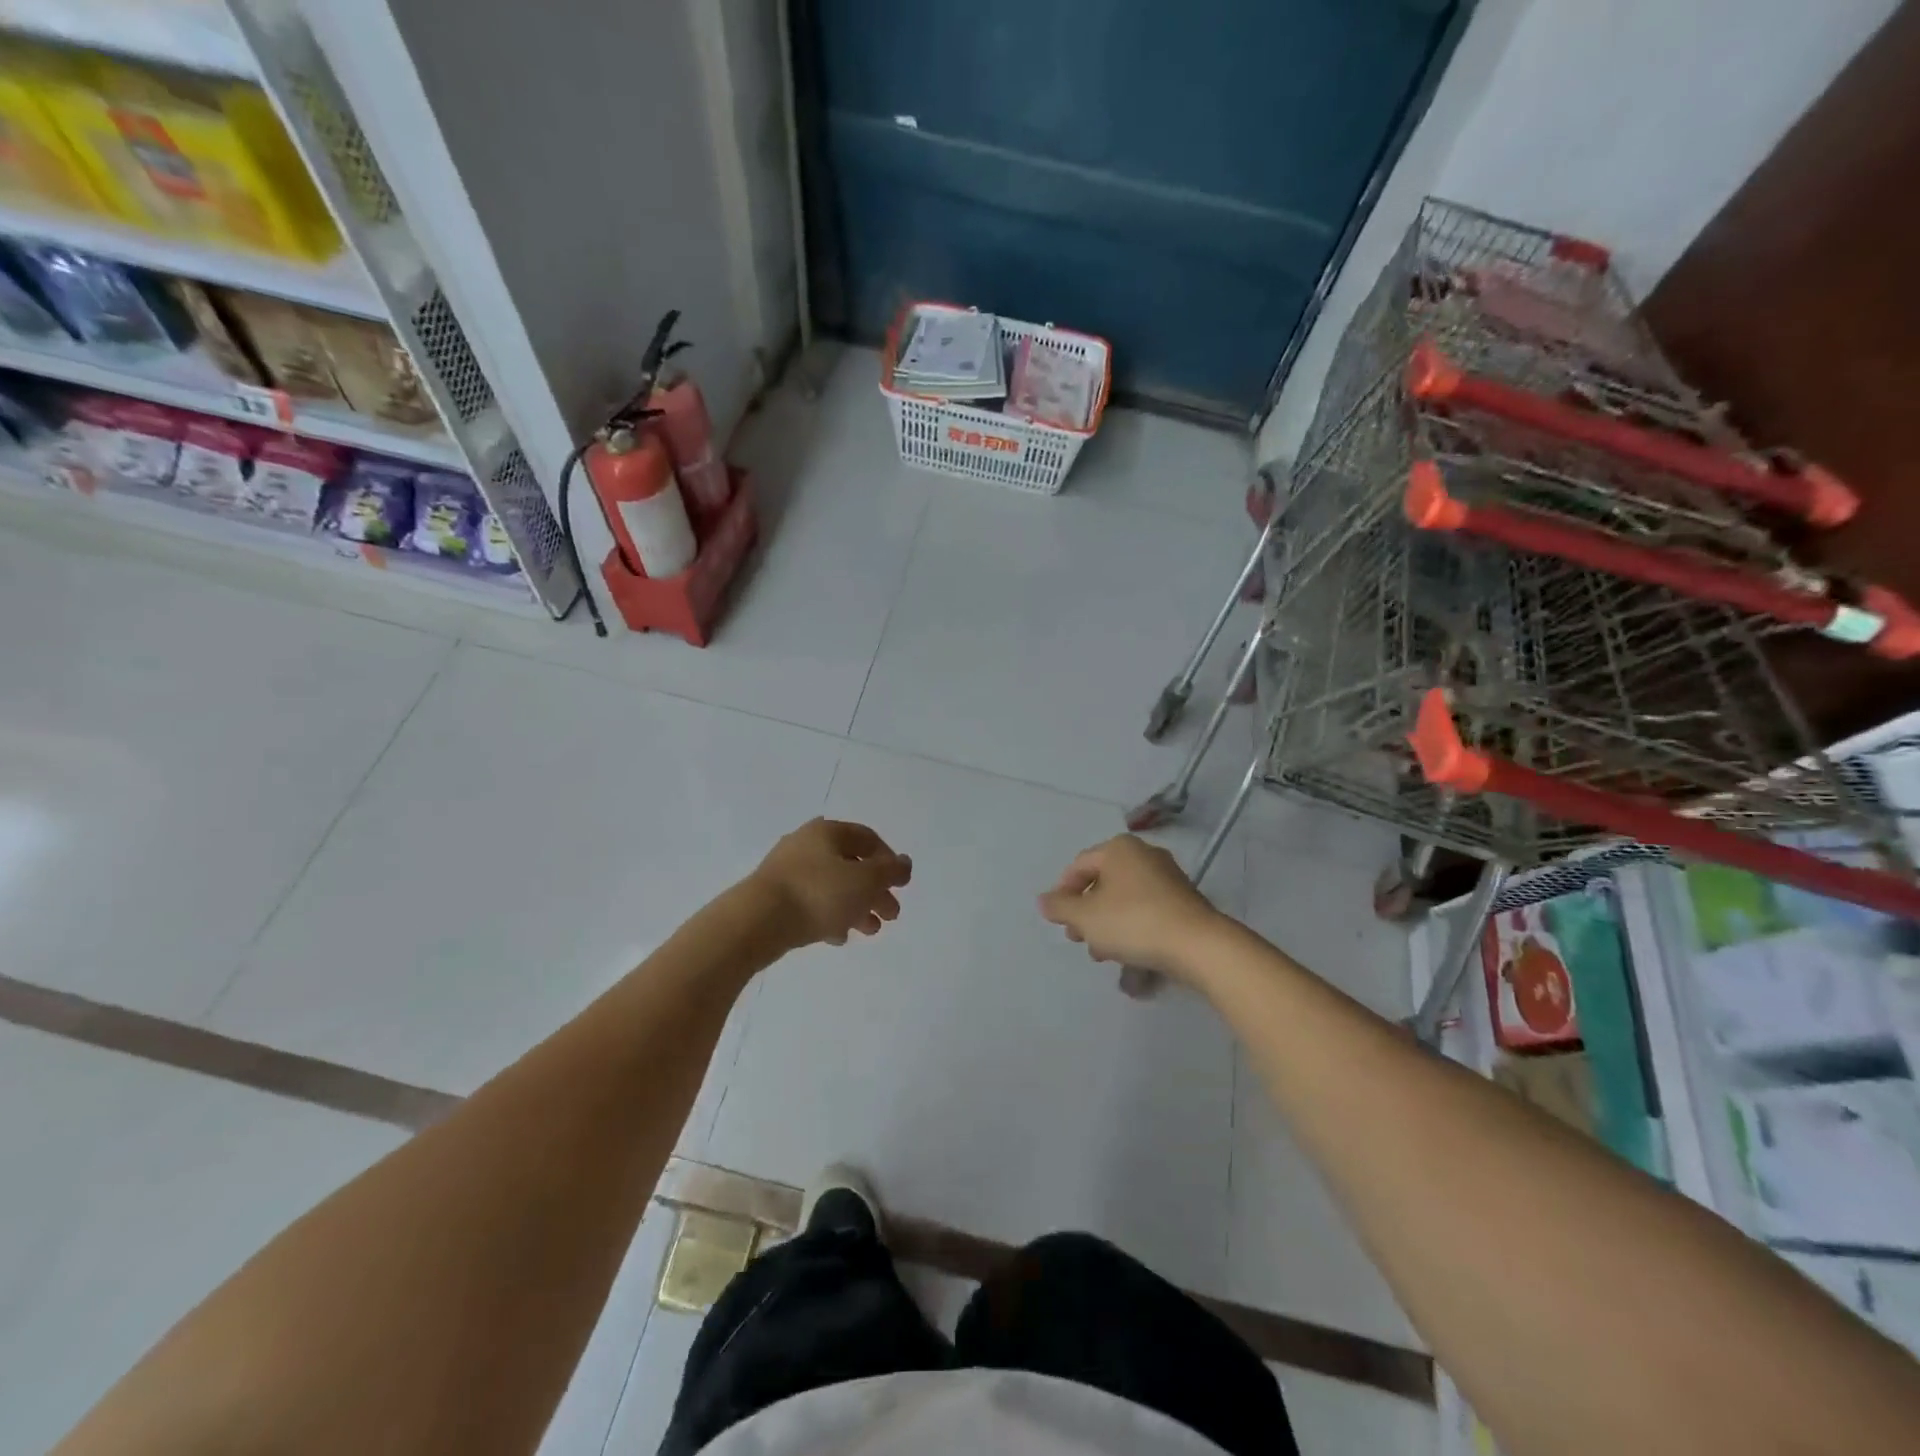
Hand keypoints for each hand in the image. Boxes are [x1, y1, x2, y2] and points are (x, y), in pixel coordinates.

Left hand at [749, 818, 911, 949]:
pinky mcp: (775, 897)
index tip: (900, 885)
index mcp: (828, 832)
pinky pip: (811, 903)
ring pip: (832, 886)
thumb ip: (890, 871)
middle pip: (851, 865)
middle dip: (875, 891)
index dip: (889, 860)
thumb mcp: (865, 881)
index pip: (868, 838)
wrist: (756, 922)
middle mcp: (807, 845)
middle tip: (891, 916)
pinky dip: (830, 916)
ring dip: (856, 907)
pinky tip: (838, 938)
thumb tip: (904, 863)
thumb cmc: (818, 894)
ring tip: (869, 931)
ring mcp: (787, 871)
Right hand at [1038, 834, 1222, 981]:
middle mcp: (1144, 854)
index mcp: (1119, 849)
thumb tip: (1044, 900)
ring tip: (1103, 954)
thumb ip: (1060, 907)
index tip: (1060, 922)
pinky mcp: (1184, 901)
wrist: (1198, 945)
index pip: (1079, 866)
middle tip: (1079, 939)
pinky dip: (1132, 927)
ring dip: (1108, 925)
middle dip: (1086, 913)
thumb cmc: (1133, 922)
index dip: (1063, 893)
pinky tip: (1128, 955)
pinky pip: (1147, 910)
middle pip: (1103, 882)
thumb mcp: (1086, 917)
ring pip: (1124, 899)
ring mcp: (1168, 877)